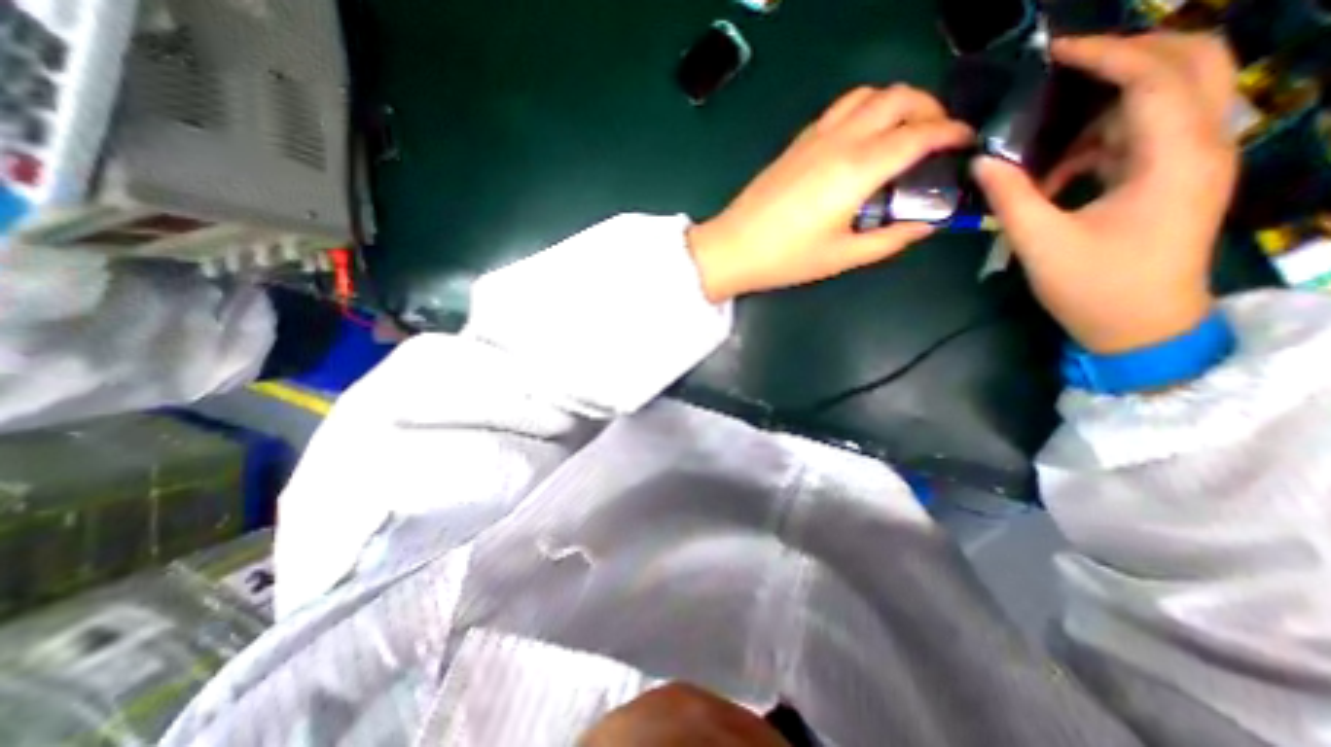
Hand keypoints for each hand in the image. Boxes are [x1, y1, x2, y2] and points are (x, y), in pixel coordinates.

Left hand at [681, 83, 973, 300]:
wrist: (733, 248)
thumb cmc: (786, 258)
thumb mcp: (843, 257)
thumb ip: (890, 239)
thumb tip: (925, 224)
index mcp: (857, 169)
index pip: (919, 134)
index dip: (952, 133)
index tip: (967, 142)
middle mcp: (840, 141)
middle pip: (898, 97)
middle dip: (929, 108)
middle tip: (936, 138)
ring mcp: (814, 137)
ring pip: (867, 95)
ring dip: (895, 102)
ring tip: (901, 133)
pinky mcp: (796, 143)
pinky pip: (839, 109)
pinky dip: (863, 110)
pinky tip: (861, 139)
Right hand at [969, 36, 1237, 355]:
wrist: (1142, 327)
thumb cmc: (1095, 287)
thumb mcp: (1043, 243)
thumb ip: (1011, 198)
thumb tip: (982, 163)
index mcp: (1173, 157)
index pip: (1154, 76)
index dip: (1105, 55)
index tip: (1055, 54)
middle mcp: (1201, 144)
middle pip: (1191, 62)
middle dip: (1128, 56)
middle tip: (1066, 72)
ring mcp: (1193, 161)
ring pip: (1168, 98)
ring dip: (1105, 110)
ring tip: (1047, 149)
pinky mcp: (1176, 178)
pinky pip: (1145, 136)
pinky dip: (1102, 143)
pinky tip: (1060, 177)